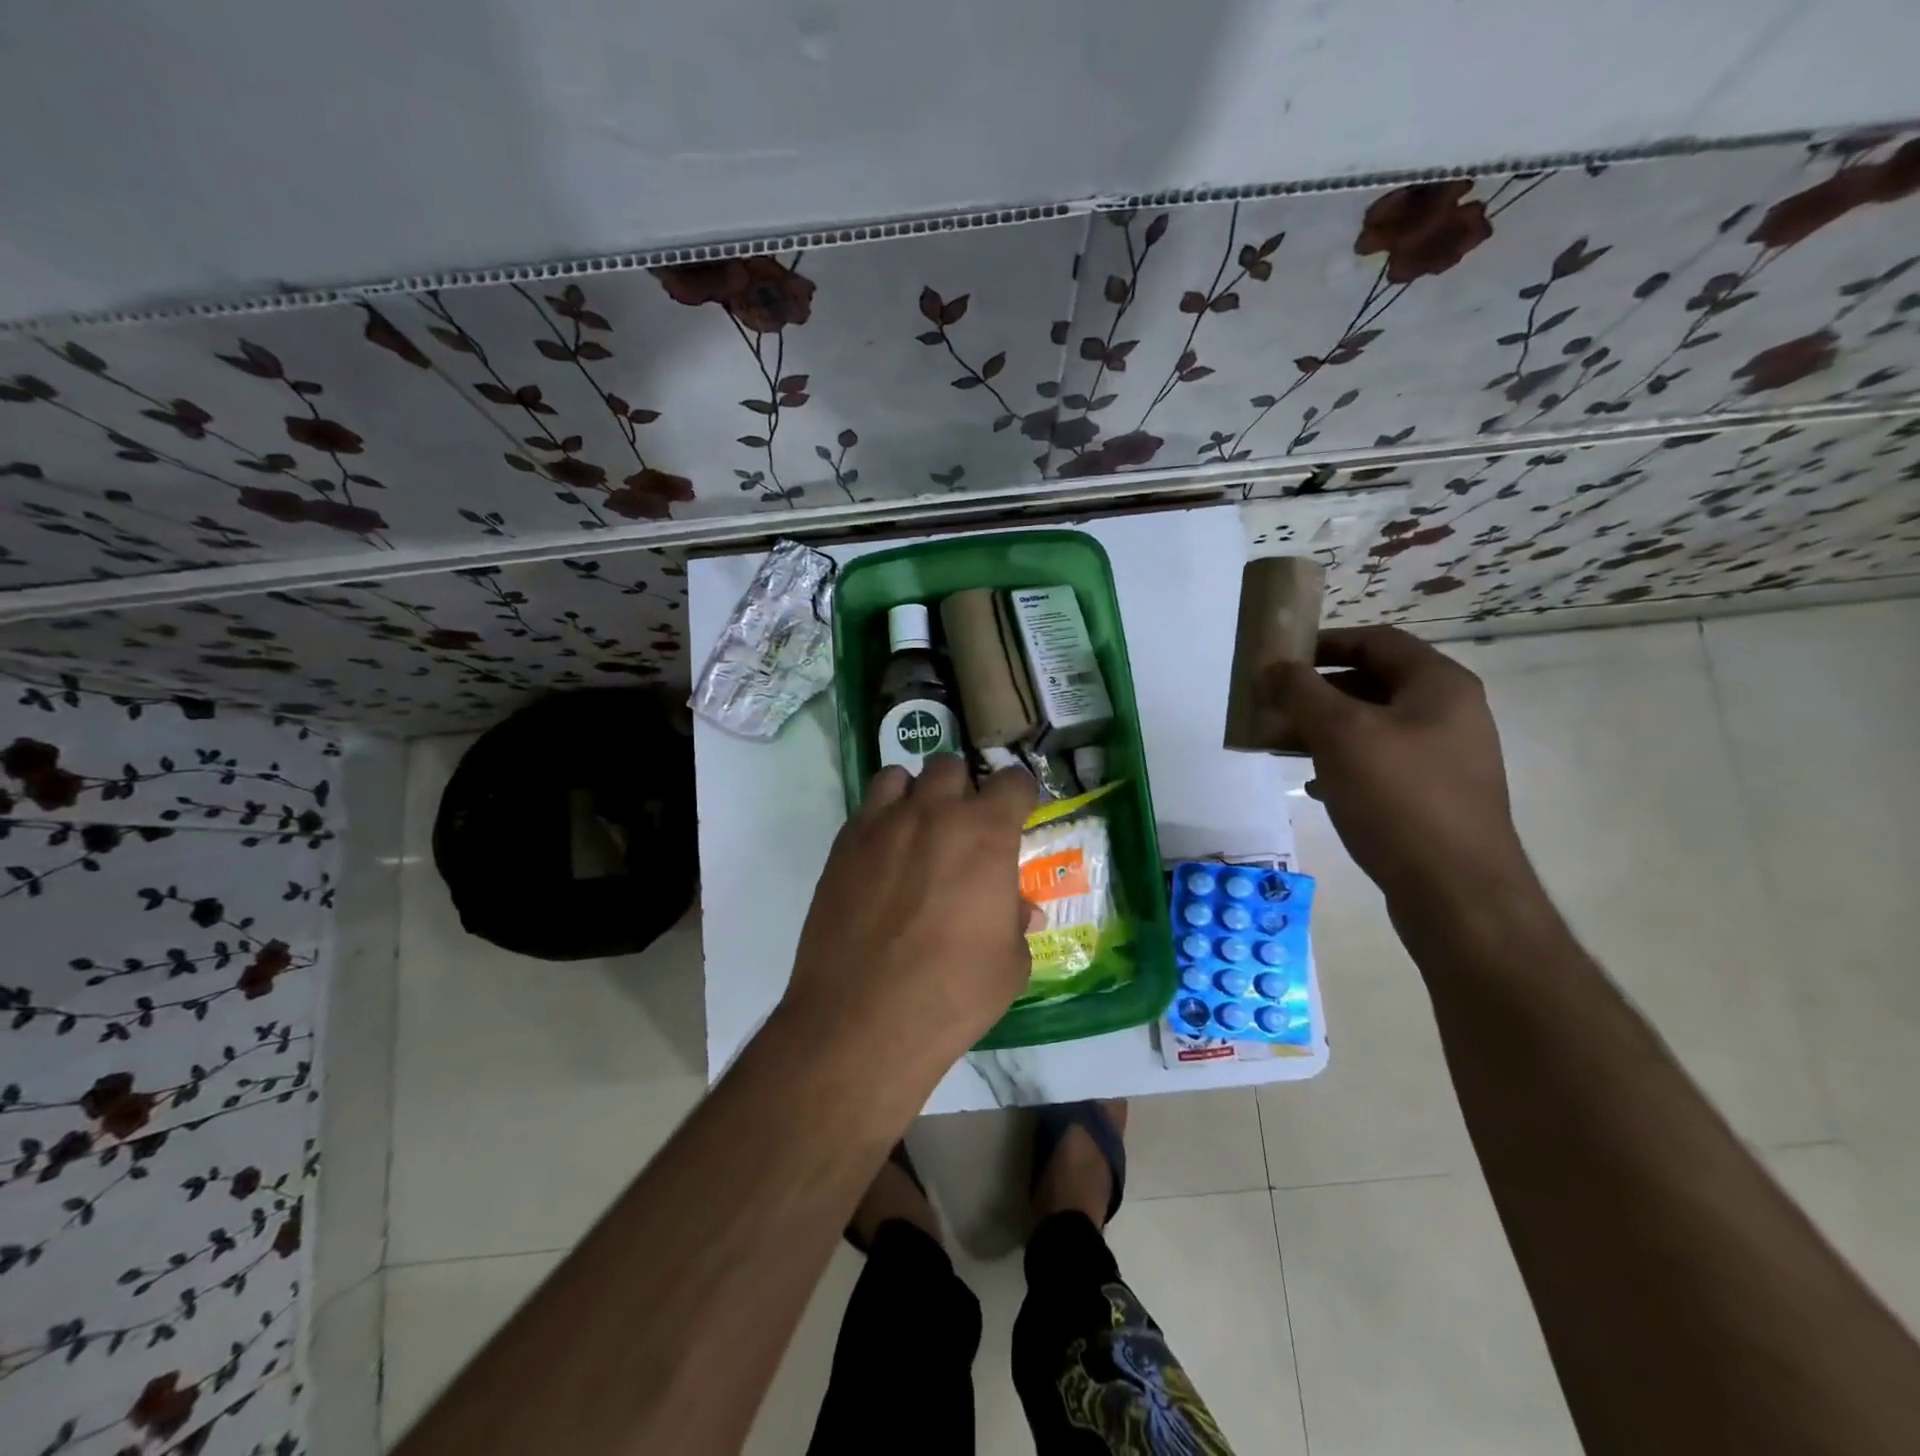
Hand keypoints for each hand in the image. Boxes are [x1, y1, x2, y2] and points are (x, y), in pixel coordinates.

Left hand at [781, 755, 1037, 1074]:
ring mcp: (882, 825)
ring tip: (918, 830)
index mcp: (985, 834)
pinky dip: (881, 818)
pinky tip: (884, 858)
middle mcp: (933, 813)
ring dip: (916, 794)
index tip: (1018, 813)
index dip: (1020, 795)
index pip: (1013, 781)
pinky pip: (867, 809)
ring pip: (900, 776)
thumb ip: (1015, 921)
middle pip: (951, 766)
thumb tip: (1018, 908)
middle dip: (963, 789)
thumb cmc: (951, 994)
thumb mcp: (1009, 965)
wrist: (862, 1020)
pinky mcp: (843, 846)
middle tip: (965, 826)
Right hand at [1265, 627, 1531, 904]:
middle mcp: (1449, 713)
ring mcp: (1444, 757)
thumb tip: (1273, 667)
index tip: (1281, 659)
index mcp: (1438, 686)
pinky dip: (1343, 763)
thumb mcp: (1340, 734)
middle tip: (1273, 705)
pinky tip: (1314, 785)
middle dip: (1316, 692)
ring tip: (1280, 744)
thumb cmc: (1398, 798)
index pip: (1376, 642)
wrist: (1455, 891)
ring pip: (1372, 727)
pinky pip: (1380, 763)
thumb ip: (1301, 692)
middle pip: (1372, 684)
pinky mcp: (1433, 796)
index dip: (1325, 642)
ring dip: (1323, 729)